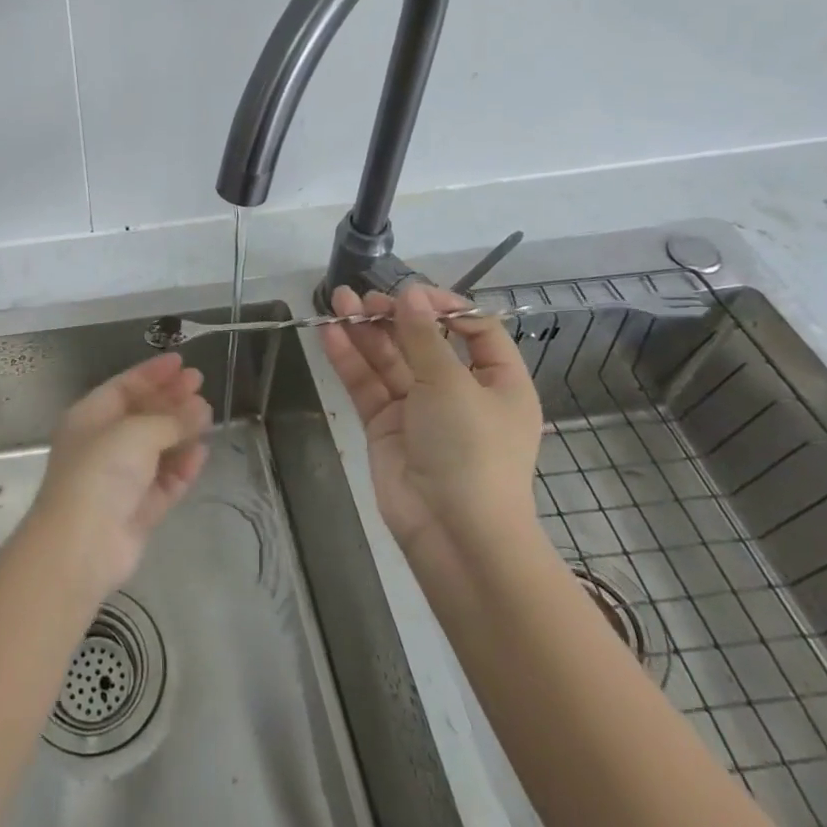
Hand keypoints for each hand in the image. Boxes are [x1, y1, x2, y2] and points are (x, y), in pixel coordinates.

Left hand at [29, 353, 210, 601]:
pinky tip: (202, 452)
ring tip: (208, 415)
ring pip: (156, 447)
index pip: (124, 386)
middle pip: (142, 414)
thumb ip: (171, 419)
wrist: (81, 545)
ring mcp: (121, 478)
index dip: (152, 373)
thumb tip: (201, 407)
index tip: (181, 362)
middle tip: (200, 383)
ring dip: (180, 431)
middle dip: (170, 398)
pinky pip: (164, 481)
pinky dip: (182, 466)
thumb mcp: (136, 433)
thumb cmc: (100, 472)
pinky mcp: (138, 510)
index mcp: (90, 417)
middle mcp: (103, 444)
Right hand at [321, 283, 542, 573]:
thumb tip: (410, 293)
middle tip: (364, 297)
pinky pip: (367, 385)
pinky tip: (329, 333)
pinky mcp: (385, 426)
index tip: (413, 293)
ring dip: (364, 331)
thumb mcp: (452, 384)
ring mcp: (419, 409)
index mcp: (497, 382)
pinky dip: (349, 359)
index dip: (445, 307)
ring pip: (389, 360)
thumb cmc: (471, 449)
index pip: (475, 330)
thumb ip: (423, 336)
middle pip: (424, 342)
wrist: (453, 532)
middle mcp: (459, 391)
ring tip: (337, 301)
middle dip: (394, 317)